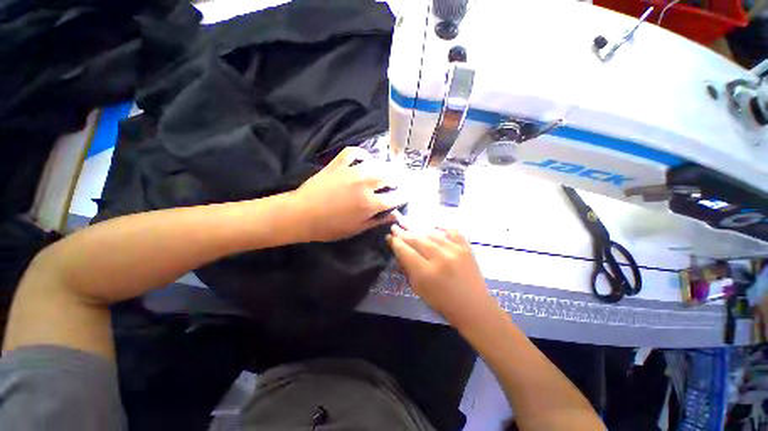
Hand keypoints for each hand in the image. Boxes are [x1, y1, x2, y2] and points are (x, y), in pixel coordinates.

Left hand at [291, 147, 405, 241]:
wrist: (301, 214)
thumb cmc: (329, 227)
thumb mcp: (356, 229)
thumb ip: (377, 221)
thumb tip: (394, 215)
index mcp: (370, 204)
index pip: (396, 197)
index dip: (405, 195)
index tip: (408, 193)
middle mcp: (365, 184)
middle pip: (390, 176)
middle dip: (399, 178)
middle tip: (399, 181)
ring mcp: (351, 171)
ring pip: (377, 164)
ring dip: (386, 167)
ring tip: (387, 170)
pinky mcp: (338, 164)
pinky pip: (354, 152)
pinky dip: (362, 154)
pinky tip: (365, 159)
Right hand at [387, 225, 497, 329]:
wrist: (473, 307)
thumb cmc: (442, 302)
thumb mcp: (419, 289)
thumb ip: (408, 268)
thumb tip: (400, 251)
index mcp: (426, 272)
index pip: (405, 251)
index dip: (396, 242)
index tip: (389, 236)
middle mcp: (440, 258)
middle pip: (417, 239)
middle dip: (404, 232)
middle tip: (396, 227)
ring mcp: (455, 250)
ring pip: (432, 233)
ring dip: (418, 229)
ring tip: (409, 225)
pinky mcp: (466, 248)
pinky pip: (451, 231)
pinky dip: (441, 228)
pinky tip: (433, 226)